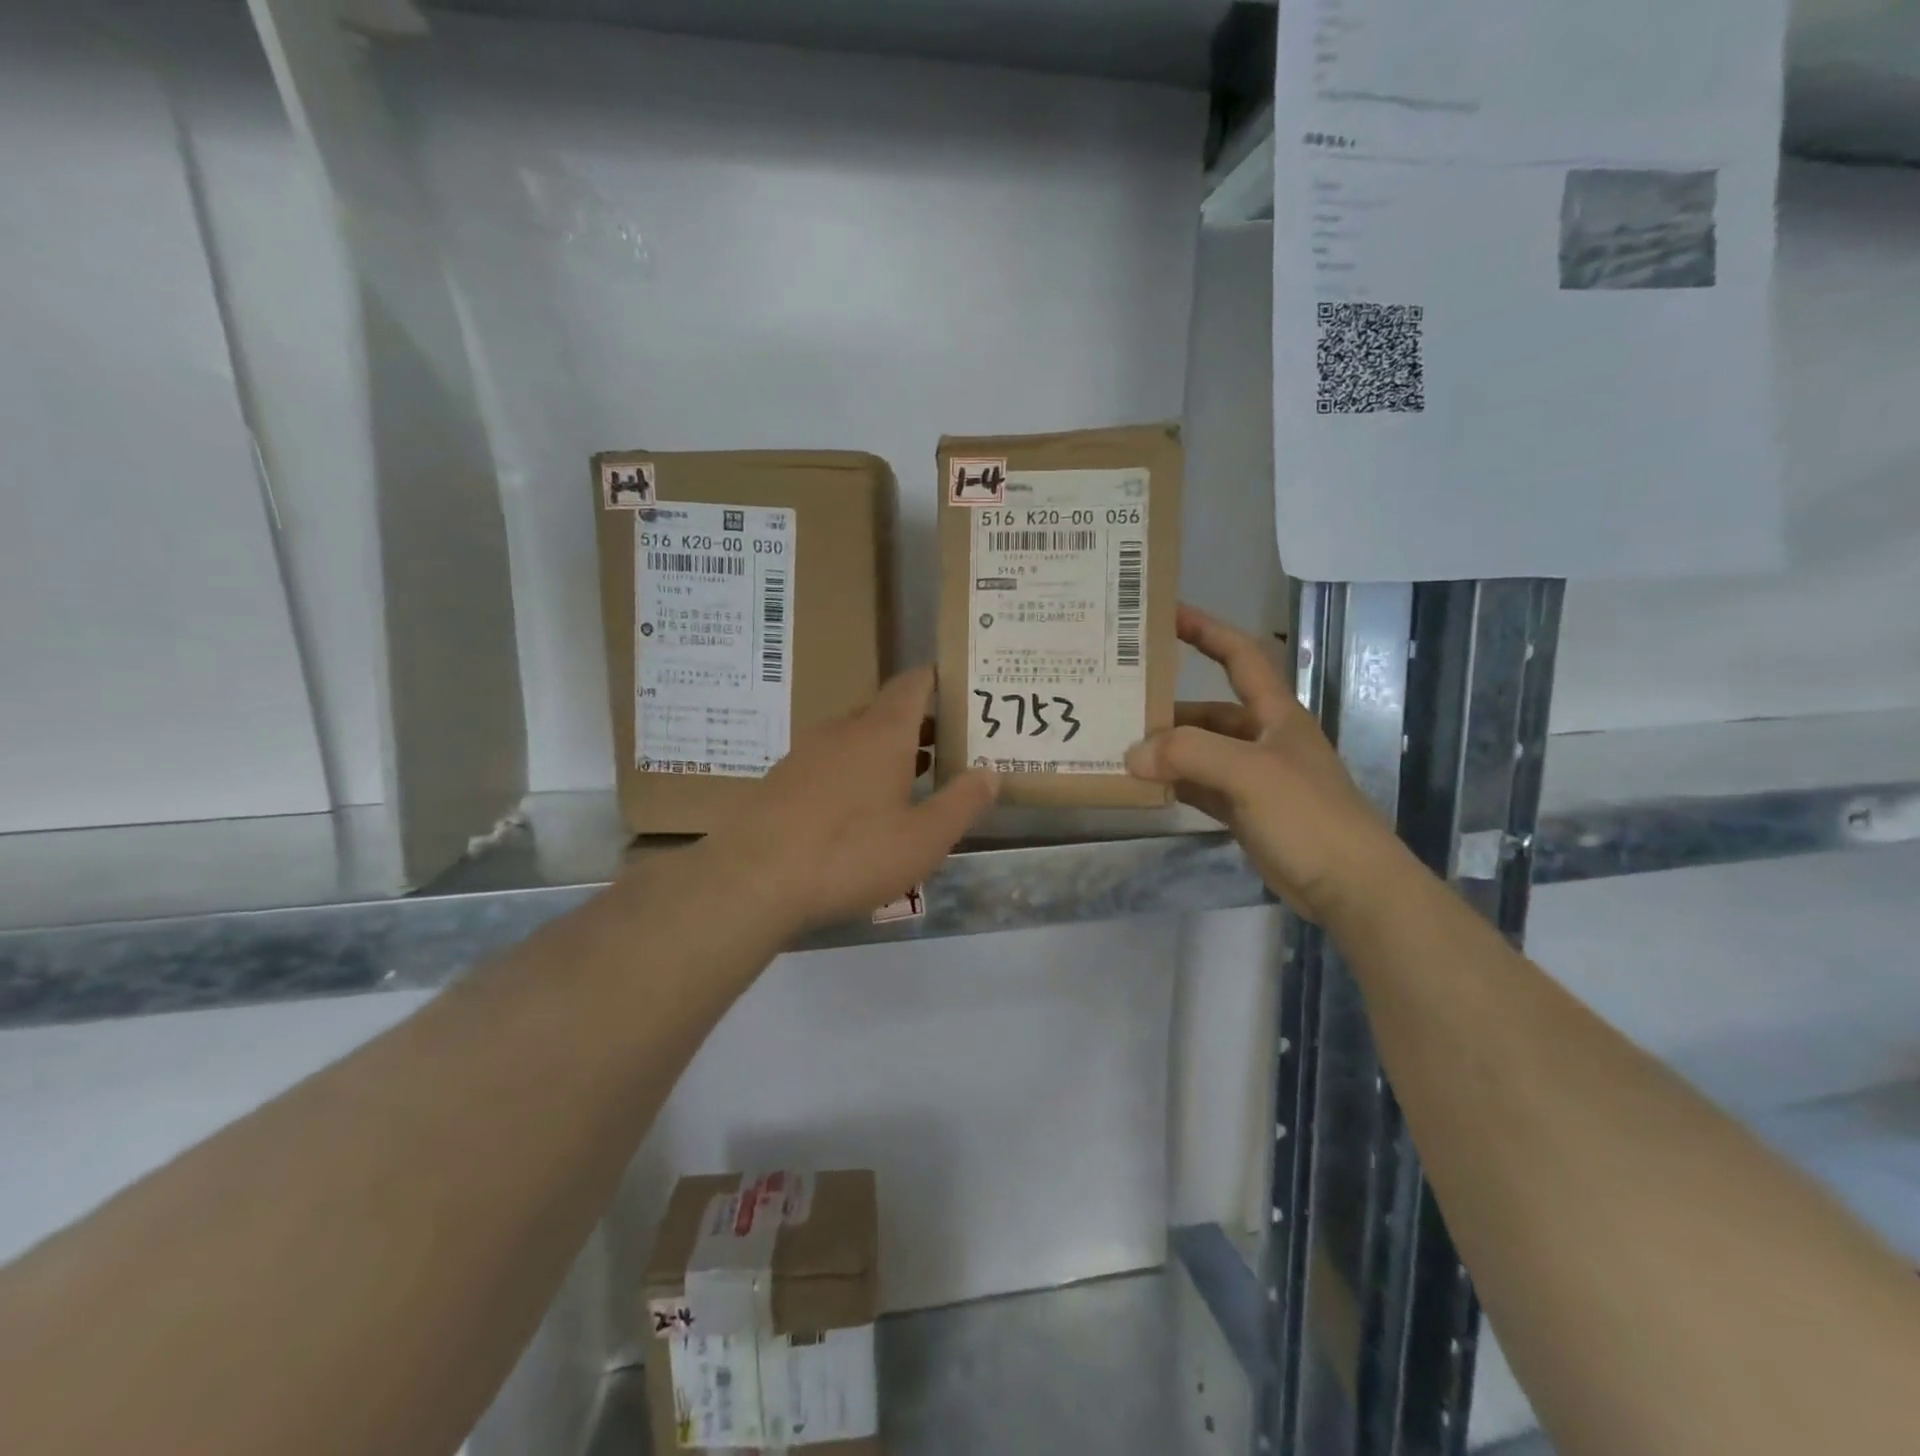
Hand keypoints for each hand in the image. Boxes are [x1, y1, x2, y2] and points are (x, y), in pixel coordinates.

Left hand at [706, 667, 998, 932]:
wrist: (752, 878)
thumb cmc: (851, 853)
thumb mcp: (923, 839)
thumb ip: (962, 803)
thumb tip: (992, 771)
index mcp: (882, 733)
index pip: (913, 683)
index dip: (938, 679)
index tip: (962, 686)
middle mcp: (843, 730)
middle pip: (885, 711)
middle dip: (918, 724)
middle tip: (949, 744)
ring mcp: (807, 753)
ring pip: (855, 738)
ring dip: (886, 750)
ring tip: (915, 777)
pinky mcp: (782, 780)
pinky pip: (830, 762)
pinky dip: (855, 771)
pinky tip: (861, 809)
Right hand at [1126, 605, 1410, 926]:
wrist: (1350, 887)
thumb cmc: (1308, 815)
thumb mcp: (1250, 773)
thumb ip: (1190, 755)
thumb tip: (1133, 754)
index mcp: (1275, 713)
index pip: (1240, 655)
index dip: (1206, 629)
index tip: (1165, 614)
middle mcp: (1263, 738)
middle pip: (1209, 711)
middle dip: (1168, 708)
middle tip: (1118, 705)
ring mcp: (1253, 777)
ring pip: (1200, 752)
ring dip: (1166, 751)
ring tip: (1119, 749)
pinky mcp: (1245, 812)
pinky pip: (1199, 787)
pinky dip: (1173, 784)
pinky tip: (1142, 786)